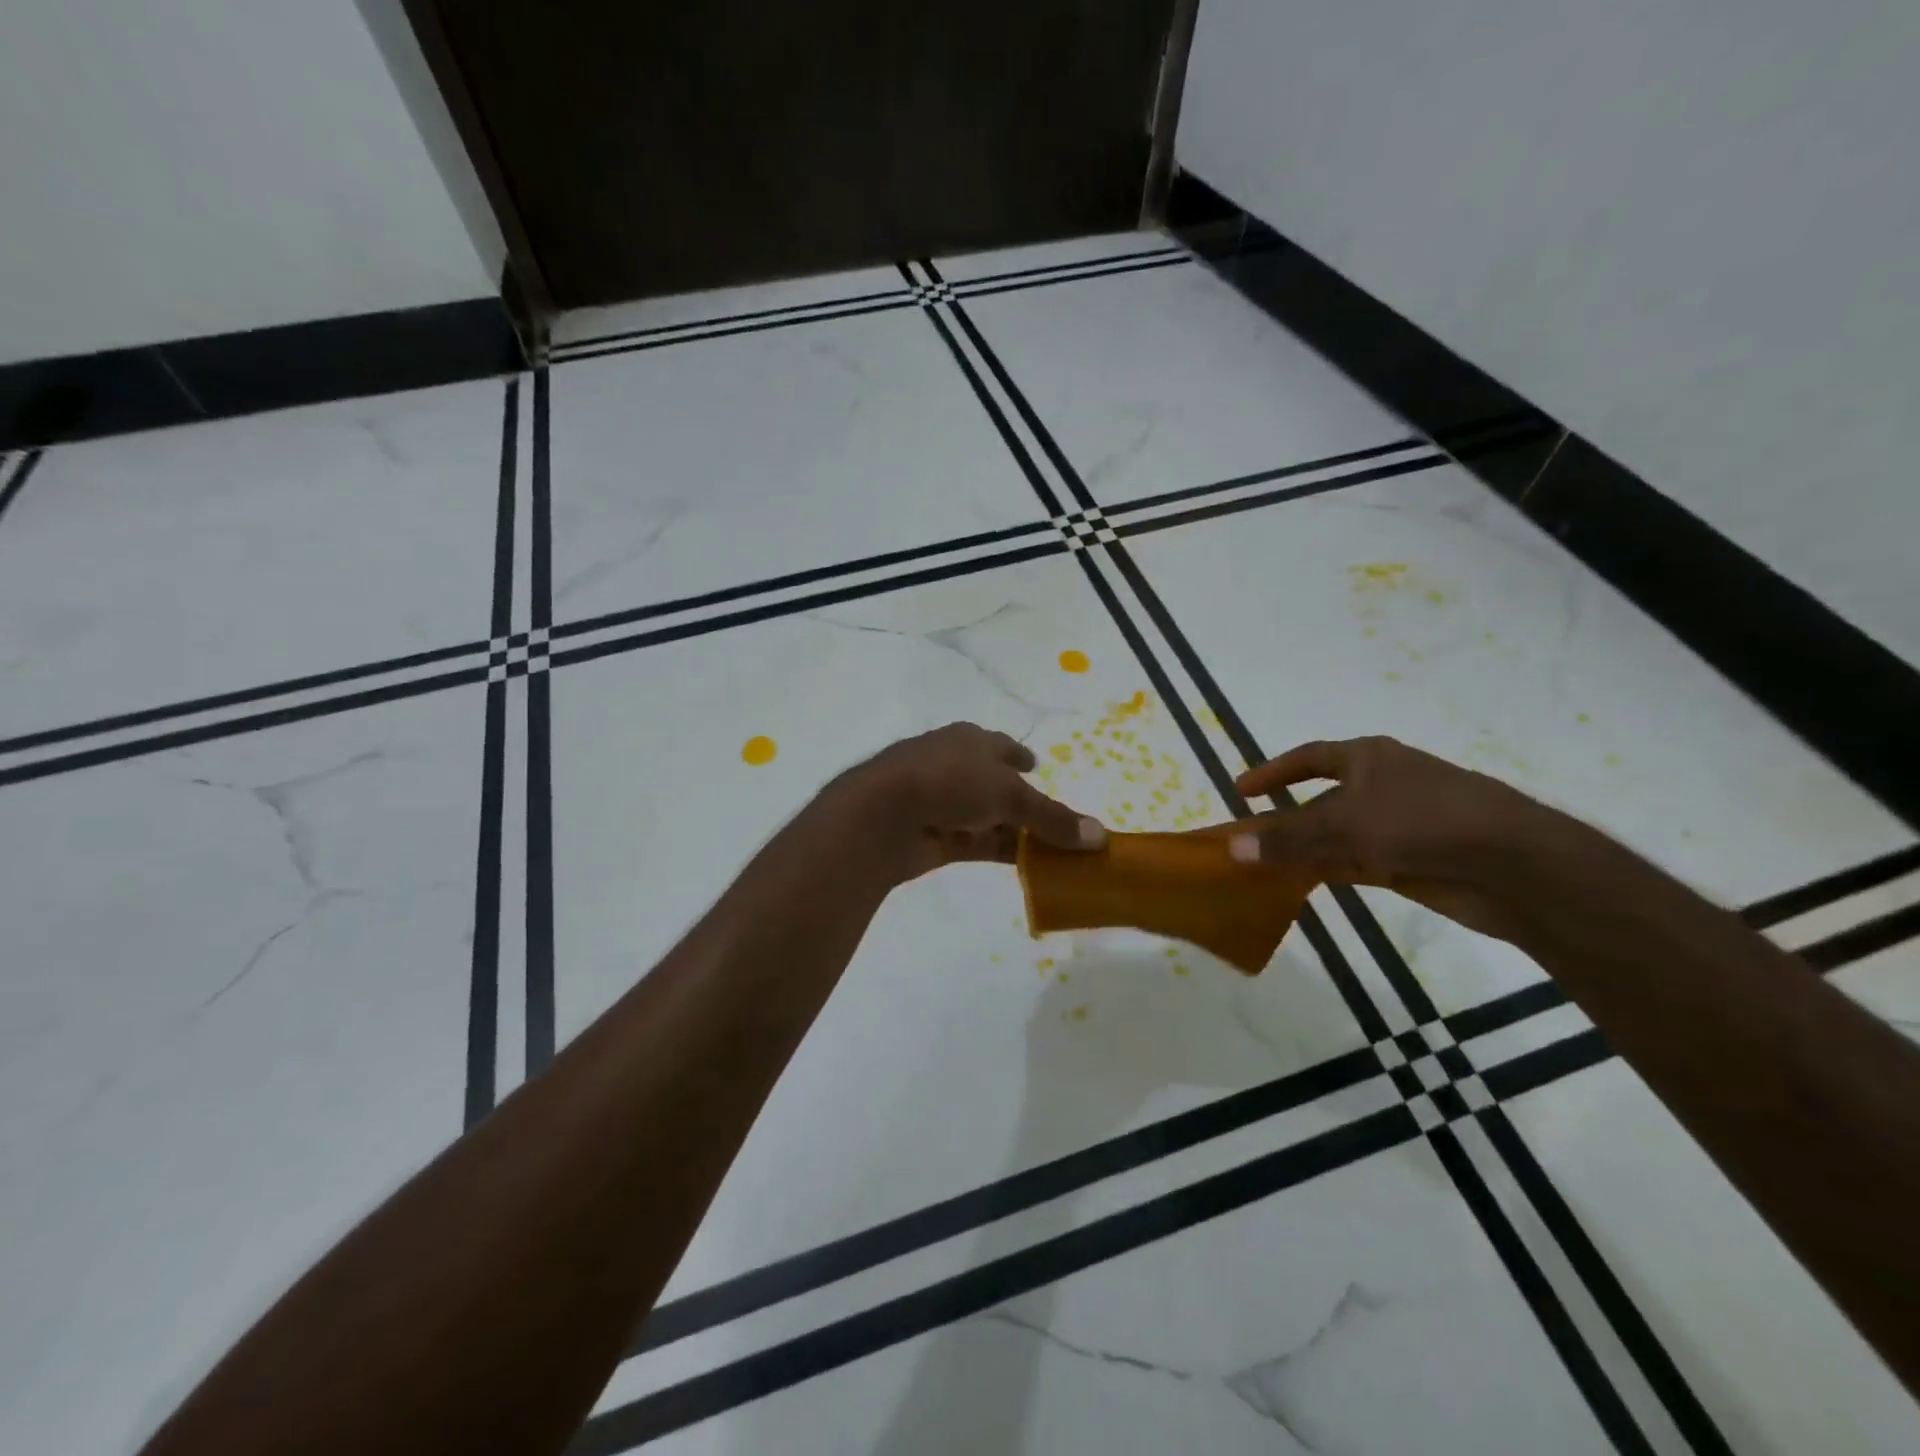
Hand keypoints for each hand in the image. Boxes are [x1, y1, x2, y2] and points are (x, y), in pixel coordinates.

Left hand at [835, 722, 1106, 882]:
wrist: (882, 814)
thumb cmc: (949, 782)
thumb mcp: (1010, 794)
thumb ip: (1053, 818)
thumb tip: (1101, 836)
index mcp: (969, 741)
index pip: (1000, 746)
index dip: (1019, 755)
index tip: (1035, 765)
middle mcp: (954, 767)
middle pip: (994, 784)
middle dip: (1019, 799)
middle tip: (1049, 817)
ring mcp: (940, 803)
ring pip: (986, 817)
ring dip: (1013, 831)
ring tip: (1048, 849)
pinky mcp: (933, 837)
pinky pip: (974, 844)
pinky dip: (997, 851)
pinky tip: (1023, 865)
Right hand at [1227, 736, 1574, 941]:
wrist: (1513, 864)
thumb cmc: (1422, 821)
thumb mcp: (1345, 825)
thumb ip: (1287, 839)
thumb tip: (1233, 847)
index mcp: (1368, 758)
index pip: (1309, 758)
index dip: (1273, 772)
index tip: (1241, 791)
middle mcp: (1380, 786)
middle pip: (1320, 800)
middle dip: (1285, 819)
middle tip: (1248, 839)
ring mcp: (1396, 825)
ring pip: (1336, 835)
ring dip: (1303, 849)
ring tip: (1263, 867)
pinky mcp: (1409, 861)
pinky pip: (1353, 862)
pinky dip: (1326, 869)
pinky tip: (1299, 884)